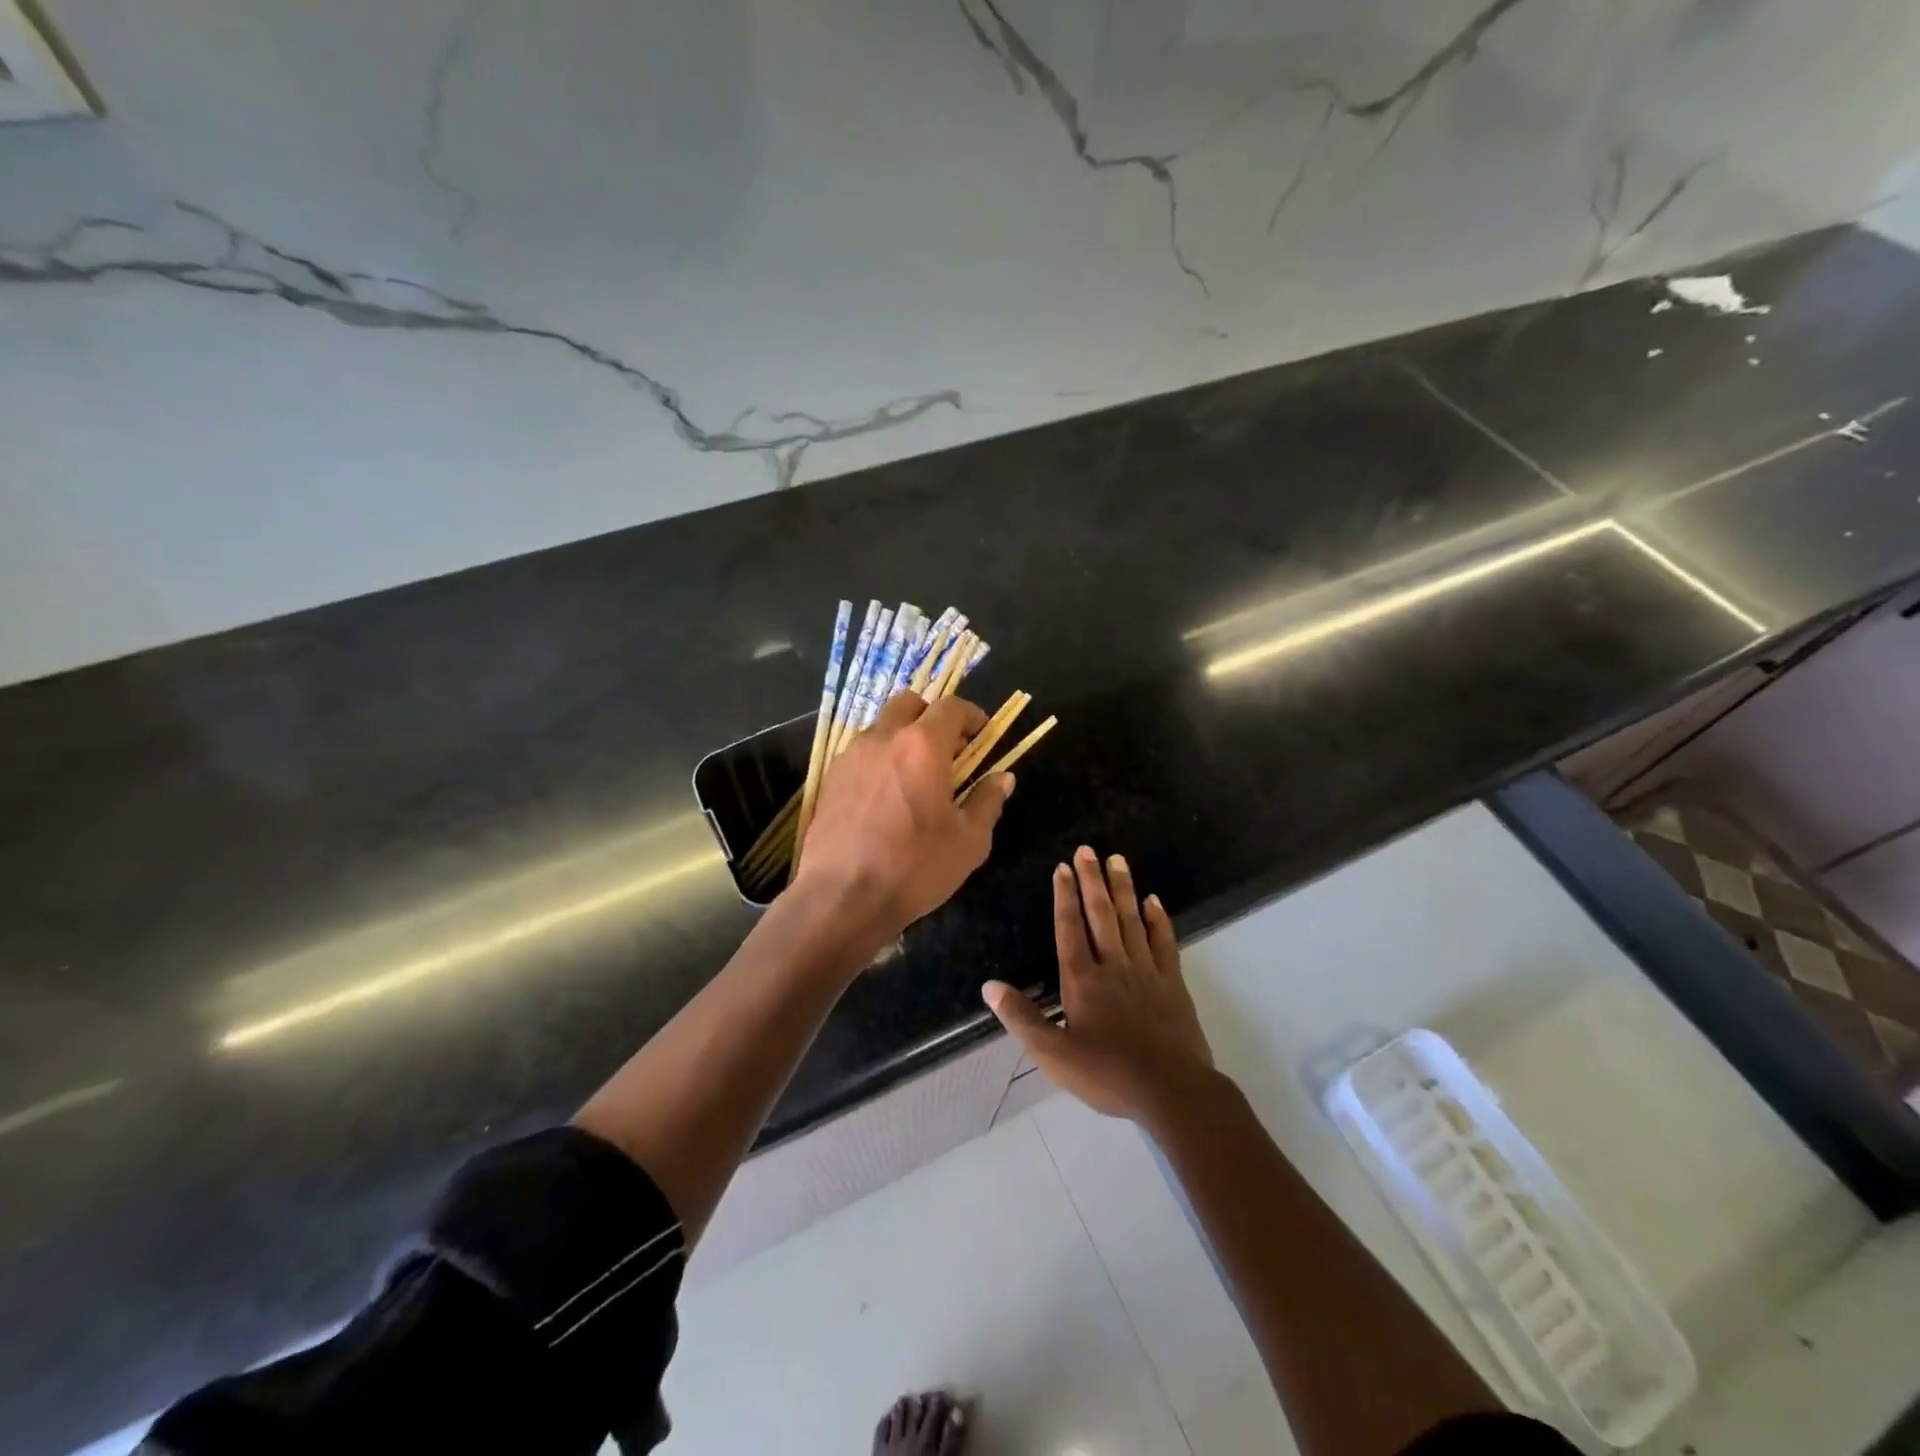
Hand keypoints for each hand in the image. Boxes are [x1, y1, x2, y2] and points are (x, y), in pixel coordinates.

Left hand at [794, 692, 1014, 944]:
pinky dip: (879, 759)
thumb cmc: (914, 868)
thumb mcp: (969, 842)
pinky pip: (860, 753)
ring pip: (881, 727)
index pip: (951, 707)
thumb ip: (987, 802)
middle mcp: (883, 738)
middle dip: (932, 716)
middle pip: (909, 703)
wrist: (841, 897)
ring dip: (903, 737)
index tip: (982, 733)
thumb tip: (1002, 778)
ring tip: (915, 774)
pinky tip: (886, 795)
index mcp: (922, 746)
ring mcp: (850, 757)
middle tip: (948, 748)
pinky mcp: (830, 779)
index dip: (971, 714)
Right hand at [983, 846, 1214, 1121]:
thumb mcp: (1054, 1054)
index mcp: (1082, 980)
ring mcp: (1146, 971)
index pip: (1070, 928)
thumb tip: (989, 986)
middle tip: (1087, 850)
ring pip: (1131, 920)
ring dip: (1123, 888)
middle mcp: (1113, 965)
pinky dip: (1158, 920)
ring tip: (1117, 860)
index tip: (1062, 868)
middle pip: (1101, 914)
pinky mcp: (1172, 983)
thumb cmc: (1108, 1075)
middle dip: (1092, 880)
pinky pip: (1164, 942)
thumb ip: (1022, 1018)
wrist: (1172, 1091)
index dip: (1064, 897)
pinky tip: (1153, 901)